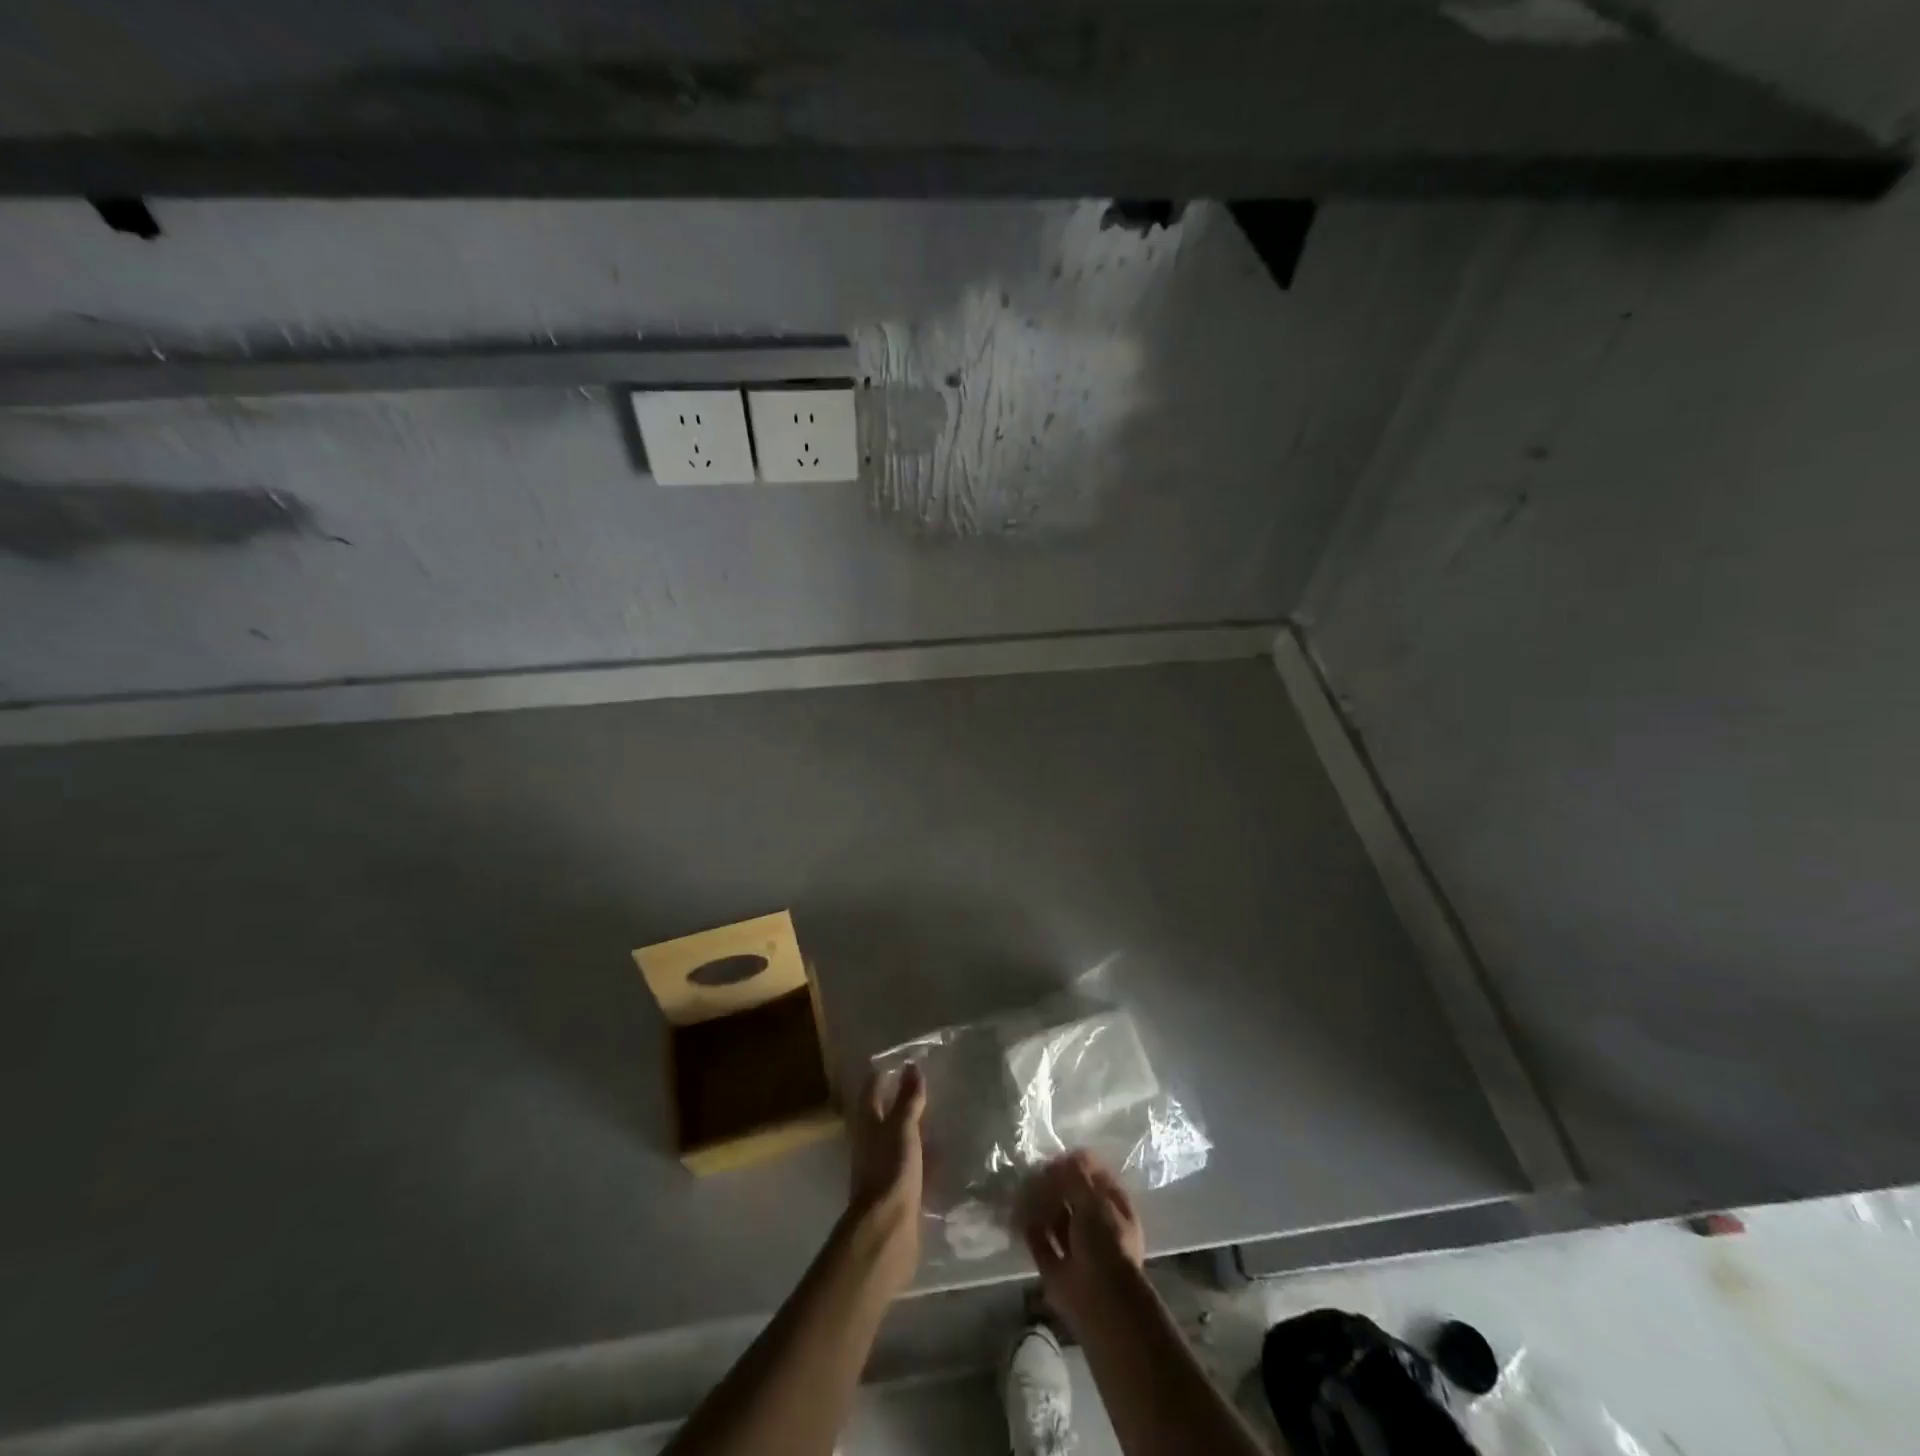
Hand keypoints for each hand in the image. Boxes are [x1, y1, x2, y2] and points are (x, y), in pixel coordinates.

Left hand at [846, 1064, 926, 1291]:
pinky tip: (944, 1156)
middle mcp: (872, 1144)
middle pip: (884, 1116)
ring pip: (899, 1141)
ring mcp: (884, 1169)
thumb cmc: (891, 1170)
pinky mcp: (899, 1191)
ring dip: (914, 1130)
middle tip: (926, 1087)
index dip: (883, 1075)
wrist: (888, 1230)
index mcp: (868, 1125)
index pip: (872, 1091)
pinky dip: (925, 1158)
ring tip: (939, 1118)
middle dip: (900, 1102)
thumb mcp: (902, 1128)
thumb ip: (908, 1099)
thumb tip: (912, 1066)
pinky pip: (913, 1166)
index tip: (903, 1061)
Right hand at [1018, 1151, 1146, 1334]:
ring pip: (1054, 1218)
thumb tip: (1057, 1163)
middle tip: (1032, 1174)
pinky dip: (1028, 1229)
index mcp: (1114, 1207)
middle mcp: (1097, 1225)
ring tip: (1021, 1192)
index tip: (1055, 1159)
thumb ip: (1075, 1176)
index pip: (1094, 1176)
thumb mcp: (1094, 1199)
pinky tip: (1016, 1215)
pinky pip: (1040, 1243)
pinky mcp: (1056, 1269)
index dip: (1075, 1165)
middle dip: (1052, 1185)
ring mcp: (1076, 1248)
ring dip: (1038, 1204)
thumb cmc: (1106, 1242)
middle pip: (1071, 1197)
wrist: (1102, 1301)